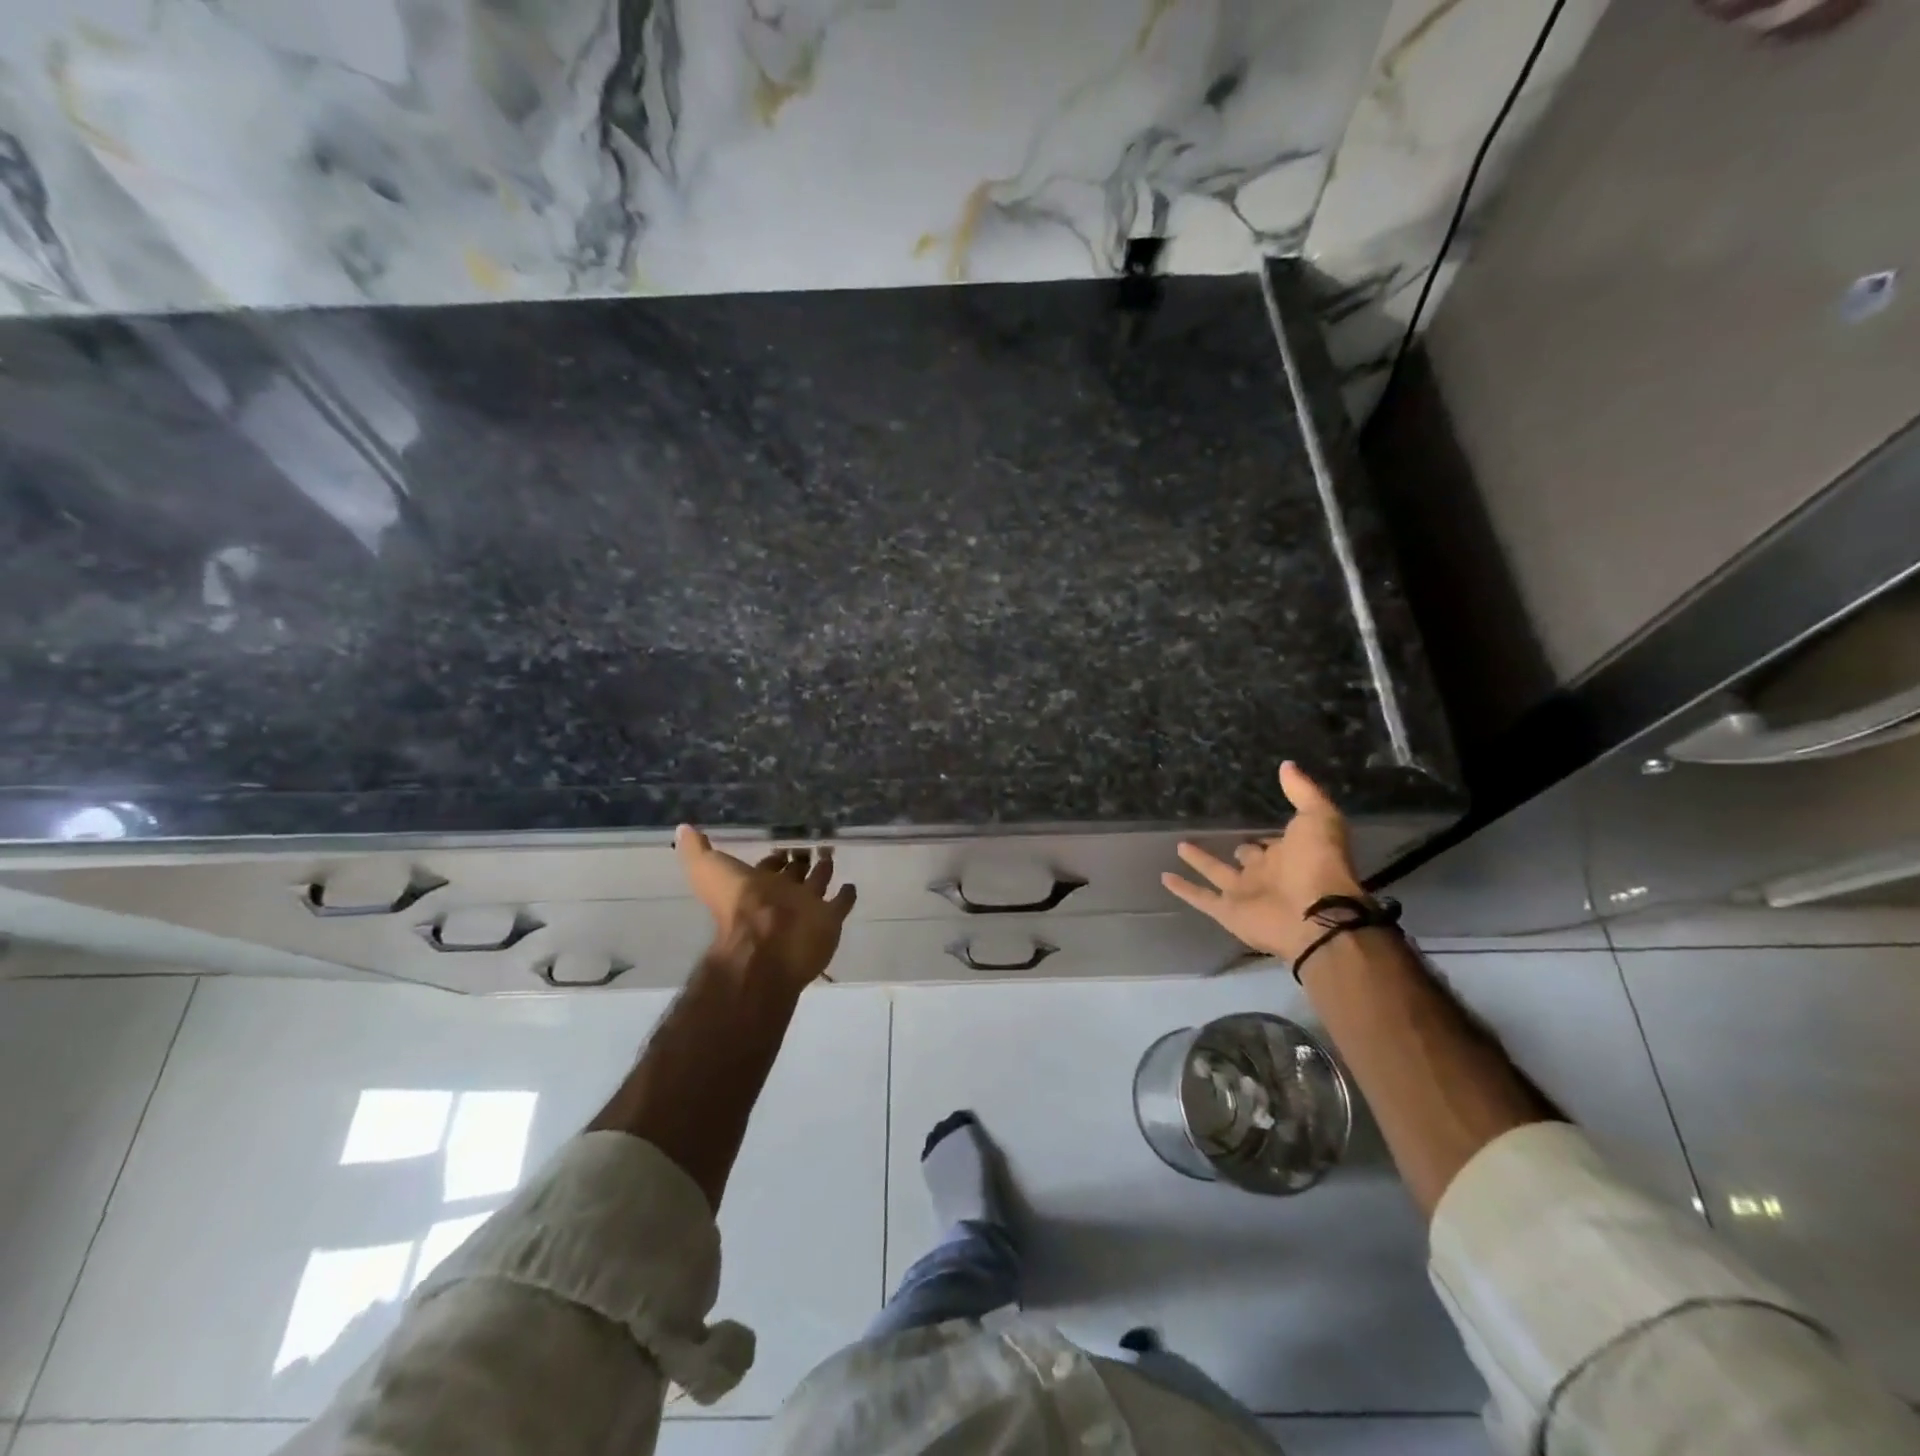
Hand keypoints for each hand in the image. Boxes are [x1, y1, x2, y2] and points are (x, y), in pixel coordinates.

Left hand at [676, 826, 856, 991]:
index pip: (768, 867)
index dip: (774, 857)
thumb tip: (683, 828)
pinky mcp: (829, 920)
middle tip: (813, 843)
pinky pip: (840, 904)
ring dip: (824, 870)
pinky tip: (851, 885)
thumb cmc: (737, 904)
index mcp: (756, 885)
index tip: (783, 842)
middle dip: (801, 860)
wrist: (765, 943)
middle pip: (794, 874)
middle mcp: (782, 896)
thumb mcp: (708, 870)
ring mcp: (807, 908)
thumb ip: (697, 850)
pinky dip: (846, 895)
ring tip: (831, 854)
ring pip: (818, 884)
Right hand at [1160, 762, 1365, 962]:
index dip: (1265, 835)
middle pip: (1246, 858)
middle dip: (1238, 849)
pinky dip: (1184, 889)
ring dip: (1200, 861)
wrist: (1315, 914)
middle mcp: (1266, 874)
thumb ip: (1303, 792)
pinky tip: (1165, 877)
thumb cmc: (1318, 863)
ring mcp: (1245, 894)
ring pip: (1217, 874)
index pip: (1271, 842)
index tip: (1252, 820)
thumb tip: (1286, 764)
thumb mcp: (1318, 817)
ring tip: (1180, 845)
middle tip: (1217, 832)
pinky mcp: (1228, 912)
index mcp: (1288, 854)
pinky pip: (1201, 898)